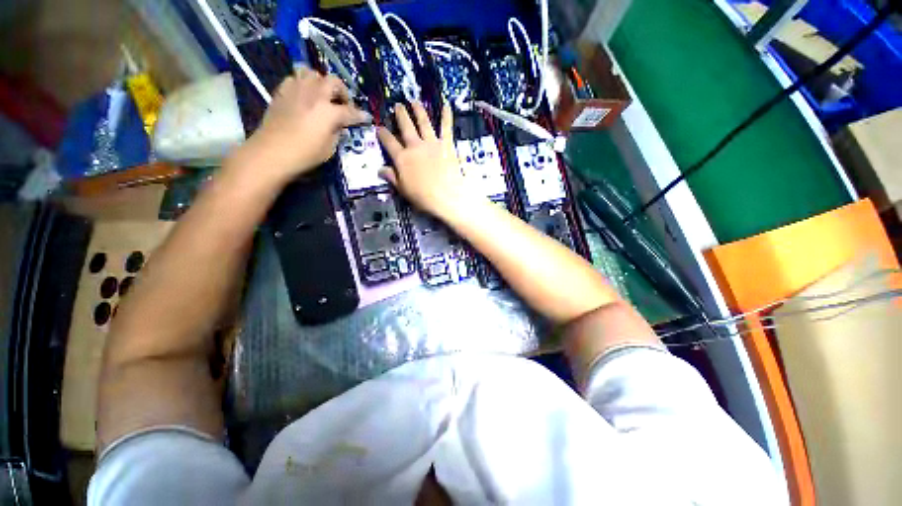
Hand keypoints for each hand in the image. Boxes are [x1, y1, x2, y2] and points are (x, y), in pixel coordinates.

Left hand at [239, 67, 371, 182]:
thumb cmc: (305, 154)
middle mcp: (315, 95)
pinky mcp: (282, 91)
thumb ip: (337, 132)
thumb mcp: (329, 148)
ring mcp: (297, 90)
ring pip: (312, 73)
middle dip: (342, 91)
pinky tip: (304, 96)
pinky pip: (295, 78)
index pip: (351, 111)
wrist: (273, 151)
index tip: (367, 118)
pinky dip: (303, 84)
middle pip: (333, 82)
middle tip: (343, 104)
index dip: (361, 116)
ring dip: (321, 83)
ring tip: (322, 95)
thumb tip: (340, 125)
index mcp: (329, 112)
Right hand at [377, 102, 478, 218]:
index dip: (382, 133)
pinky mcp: (447, 145)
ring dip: (418, 110)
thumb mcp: (403, 190)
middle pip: (405, 127)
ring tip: (415, 102)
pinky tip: (447, 105)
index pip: (389, 142)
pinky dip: (447, 116)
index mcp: (402, 158)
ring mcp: (432, 143)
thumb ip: (392, 177)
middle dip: (400, 115)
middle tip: (398, 106)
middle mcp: (415, 146)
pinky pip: (446, 128)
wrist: (446, 197)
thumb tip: (379, 169)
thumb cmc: (423, 197)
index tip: (379, 127)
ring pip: (423, 122)